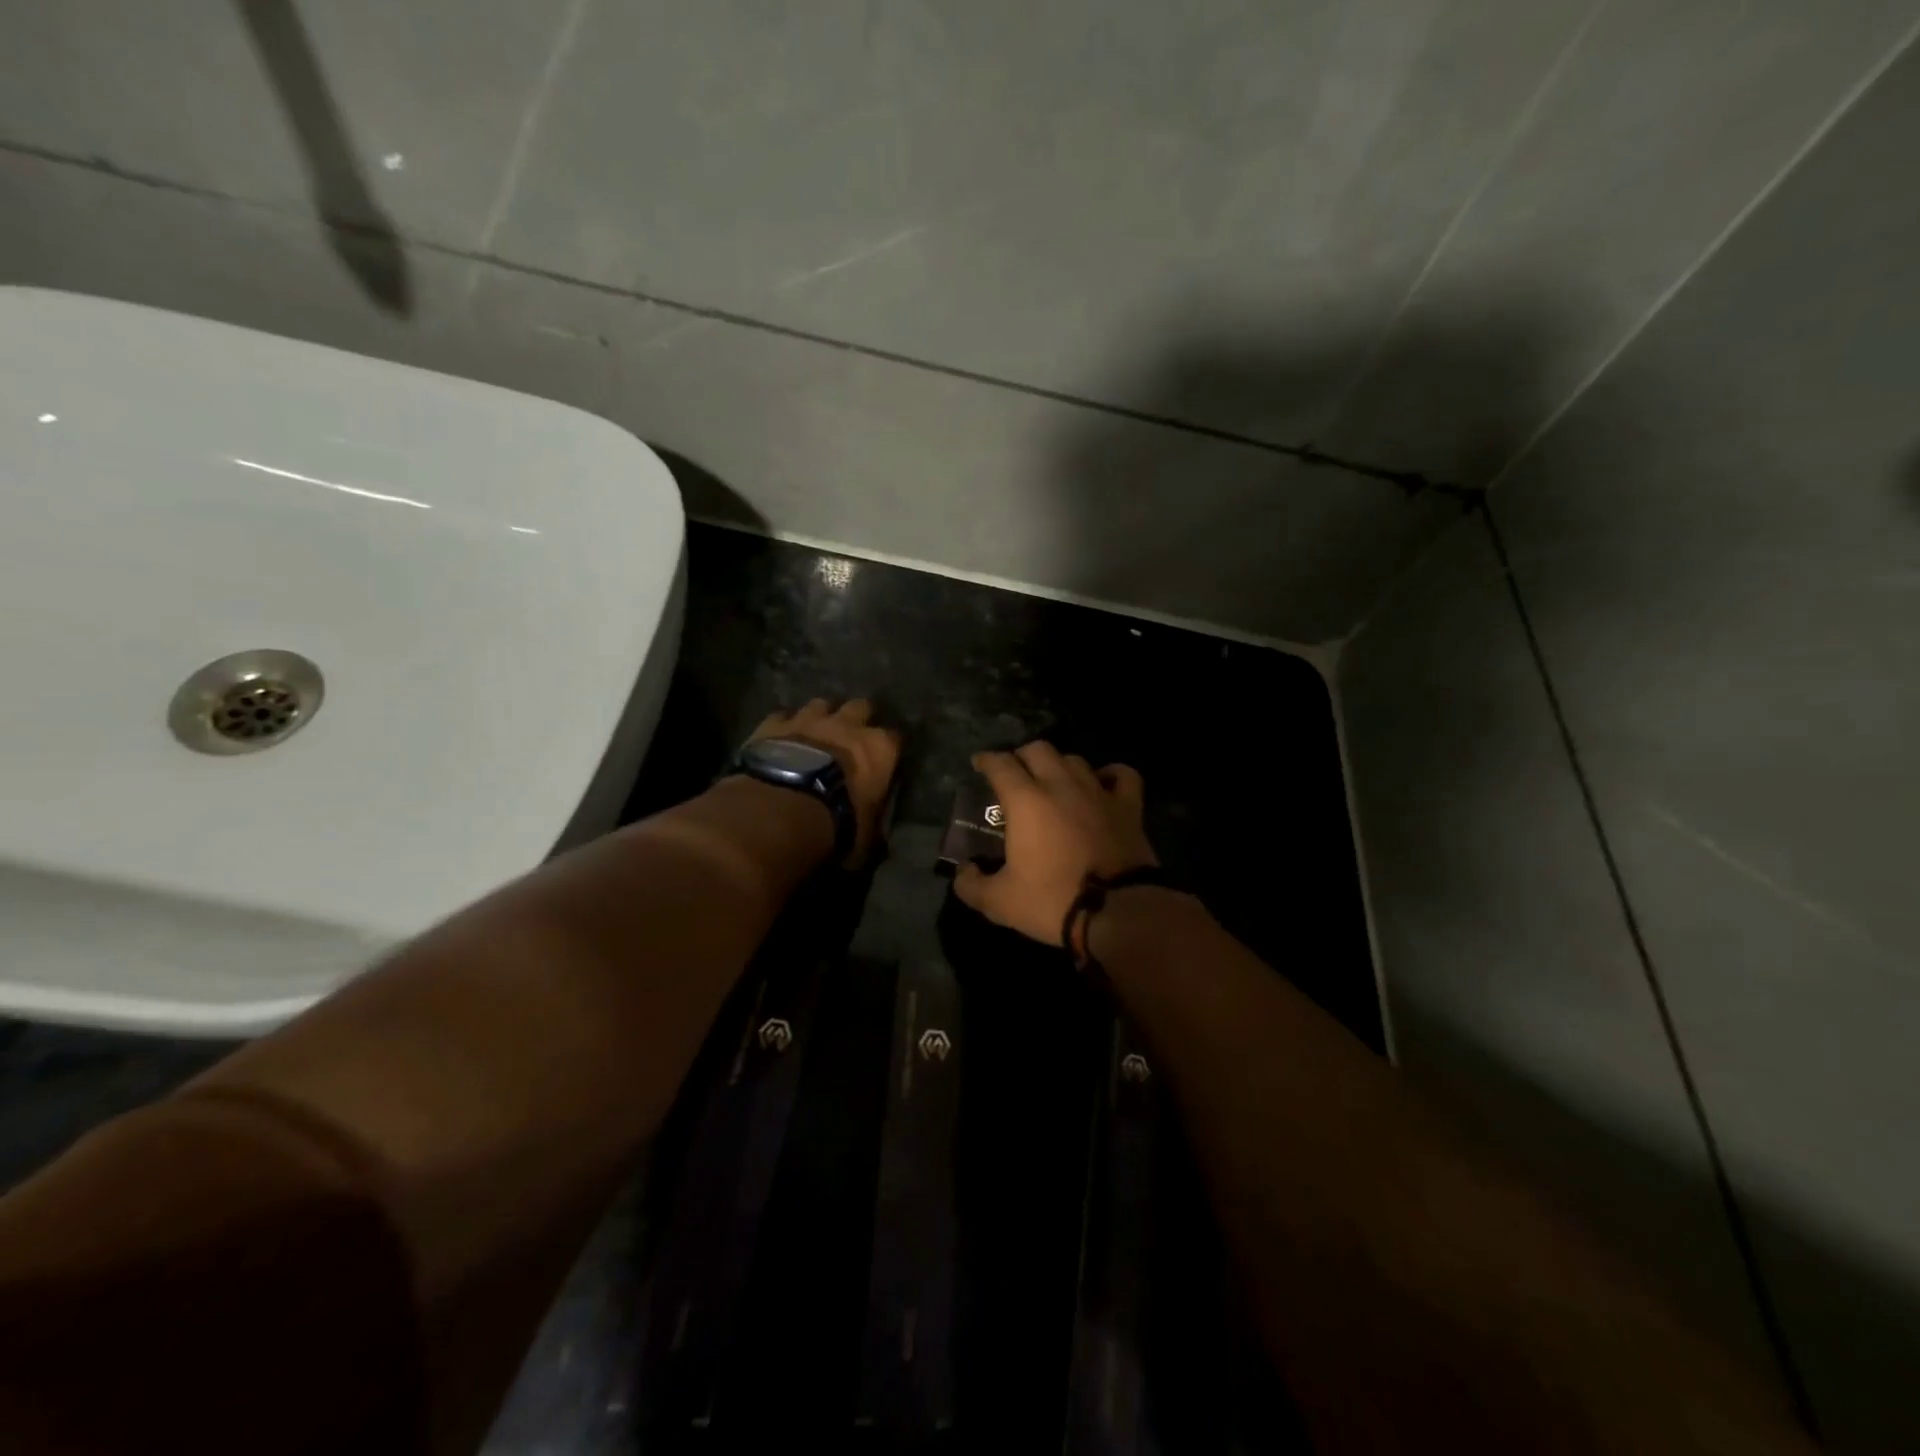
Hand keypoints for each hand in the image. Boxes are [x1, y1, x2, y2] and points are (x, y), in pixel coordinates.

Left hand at [748, 698, 901, 864]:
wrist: (781, 810)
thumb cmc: (837, 824)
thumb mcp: (866, 836)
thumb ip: (873, 823)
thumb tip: (874, 830)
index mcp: (880, 749)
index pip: (895, 739)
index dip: (889, 749)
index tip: (885, 759)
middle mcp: (848, 725)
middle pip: (860, 707)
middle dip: (858, 718)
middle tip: (851, 737)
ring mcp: (808, 720)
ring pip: (821, 704)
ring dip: (820, 717)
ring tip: (814, 734)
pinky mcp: (773, 725)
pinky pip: (781, 717)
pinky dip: (783, 726)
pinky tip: (779, 739)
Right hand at [952, 741, 1156, 947]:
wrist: (1118, 912)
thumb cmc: (1053, 901)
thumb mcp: (1000, 902)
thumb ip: (972, 885)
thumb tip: (962, 873)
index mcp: (1026, 801)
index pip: (1000, 764)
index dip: (986, 760)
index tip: (979, 764)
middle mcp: (1061, 785)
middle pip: (1038, 749)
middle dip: (1022, 756)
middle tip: (1015, 774)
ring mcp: (1098, 792)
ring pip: (1075, 760)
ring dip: (1059, 765)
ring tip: (1053, 782)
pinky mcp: (1129, 806)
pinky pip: (1121, 775)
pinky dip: (1109, 774)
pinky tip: (1102, 784)